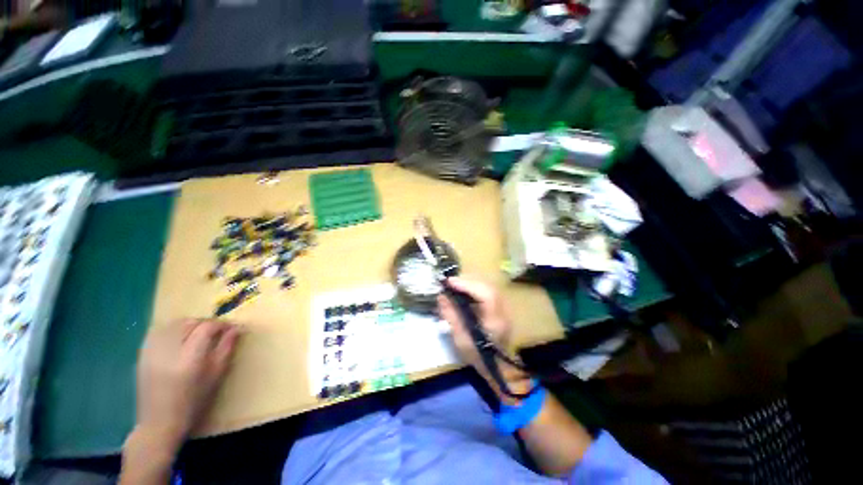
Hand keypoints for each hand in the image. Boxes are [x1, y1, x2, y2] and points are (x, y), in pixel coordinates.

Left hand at [133, 319, 241, 451]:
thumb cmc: (194, 402)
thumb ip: (227, 348)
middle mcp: (170, 351)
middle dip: (206, 322)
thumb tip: (237, 328)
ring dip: (190, 324)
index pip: (207, 327)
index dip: (222, 324)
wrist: (159, 422)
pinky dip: (172, 329)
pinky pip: (158, 331)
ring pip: (174, 324)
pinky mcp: (143, 355)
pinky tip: (179, 336)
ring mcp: (153, 352)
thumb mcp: (216, 375)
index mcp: (190, 358)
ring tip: (199, 333)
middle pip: (190, 322)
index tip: (232, 328)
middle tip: (217, 331)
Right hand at [437, 277, 530, 400]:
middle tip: (450, 282)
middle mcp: (502, 311)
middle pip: (487, 287)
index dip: (467, 285)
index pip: (485, 295)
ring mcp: (502, 308)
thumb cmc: (477, 355)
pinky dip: (474, 288)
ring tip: (455, 285)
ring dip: (471, 284)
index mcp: (494, 321)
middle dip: (468, 282)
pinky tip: (464, 291)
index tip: (449, 282)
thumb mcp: (460, 339)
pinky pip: (486, 292)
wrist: (496, 367)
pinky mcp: (499, 308)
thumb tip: (441, 296)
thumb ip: (451, 316)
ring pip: (488, 287)